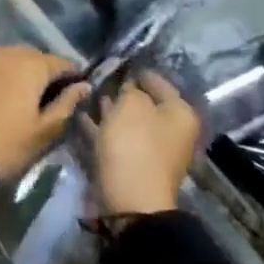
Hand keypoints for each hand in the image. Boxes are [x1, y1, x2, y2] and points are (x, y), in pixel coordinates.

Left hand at [0, 46, 88, 183]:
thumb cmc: (5, 145)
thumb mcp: (43, 131)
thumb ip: (66, 105)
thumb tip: (83, 86)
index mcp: (31, 65)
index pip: (61, 63)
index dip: (71, 76)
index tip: (75, 92)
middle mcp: (4, 53)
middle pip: (31, 57)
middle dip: (42, 72)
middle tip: (45, 97)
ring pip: (5, 59)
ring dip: (15, 72)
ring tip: (18, 96)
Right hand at [92, 72, 200, 216]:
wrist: (130, 201)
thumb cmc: (135, 145)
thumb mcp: (131, 105)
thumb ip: (130, 89)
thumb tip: (129, 86)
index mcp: (180, 113)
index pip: (158, 82)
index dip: (137, 70)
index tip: (115, 62)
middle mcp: (171, 131)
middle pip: (144, 103)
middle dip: (122, 92)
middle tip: (98, 78)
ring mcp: (152, 150)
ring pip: (128, 122)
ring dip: (110, 110)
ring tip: (87, 95)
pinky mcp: (132, 165)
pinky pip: (116, 139)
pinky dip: (102, 129)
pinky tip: (83, 117)